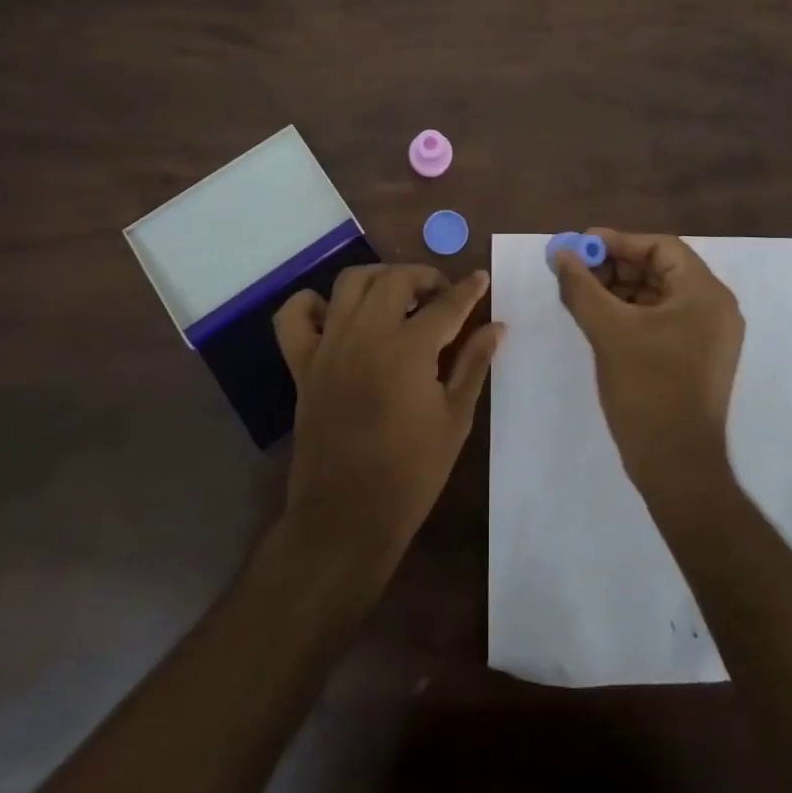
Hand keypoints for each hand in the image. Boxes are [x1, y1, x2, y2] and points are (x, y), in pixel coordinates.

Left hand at [273, 265, 503, 571]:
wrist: (347, 515)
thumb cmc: (411, 472)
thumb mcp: (455, 418)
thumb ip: (474, 364)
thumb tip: (496, 327)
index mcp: (409, 349)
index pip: (446, 304)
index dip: (469, 289)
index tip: (481, 279)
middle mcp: (366, 334)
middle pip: (395, 279)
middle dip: (425, 277)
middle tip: (442, 295)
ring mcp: (329, 346)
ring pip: (350, 282)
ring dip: (379, 278)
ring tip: (397, 297)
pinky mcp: (303, 364)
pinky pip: (295, 316)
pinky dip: (311, 303)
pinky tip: (336, 314)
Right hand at [553, 230, 743, 494]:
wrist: (677, 465)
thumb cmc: (647, 389)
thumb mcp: (608, 330)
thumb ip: (582, 286)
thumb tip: (561, 254)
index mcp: (705, 293)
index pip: (661, 247)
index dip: (618, 242)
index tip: (581, 245)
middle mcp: (715, 308)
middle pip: (661, 269)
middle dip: (616, 266)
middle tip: (576, 270)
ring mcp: (709, 336)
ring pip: (659, 295)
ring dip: (620, 290)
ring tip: (581, 294)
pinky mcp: (698, 358)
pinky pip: (663, 320)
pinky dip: (632, 314)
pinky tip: (599, 319)